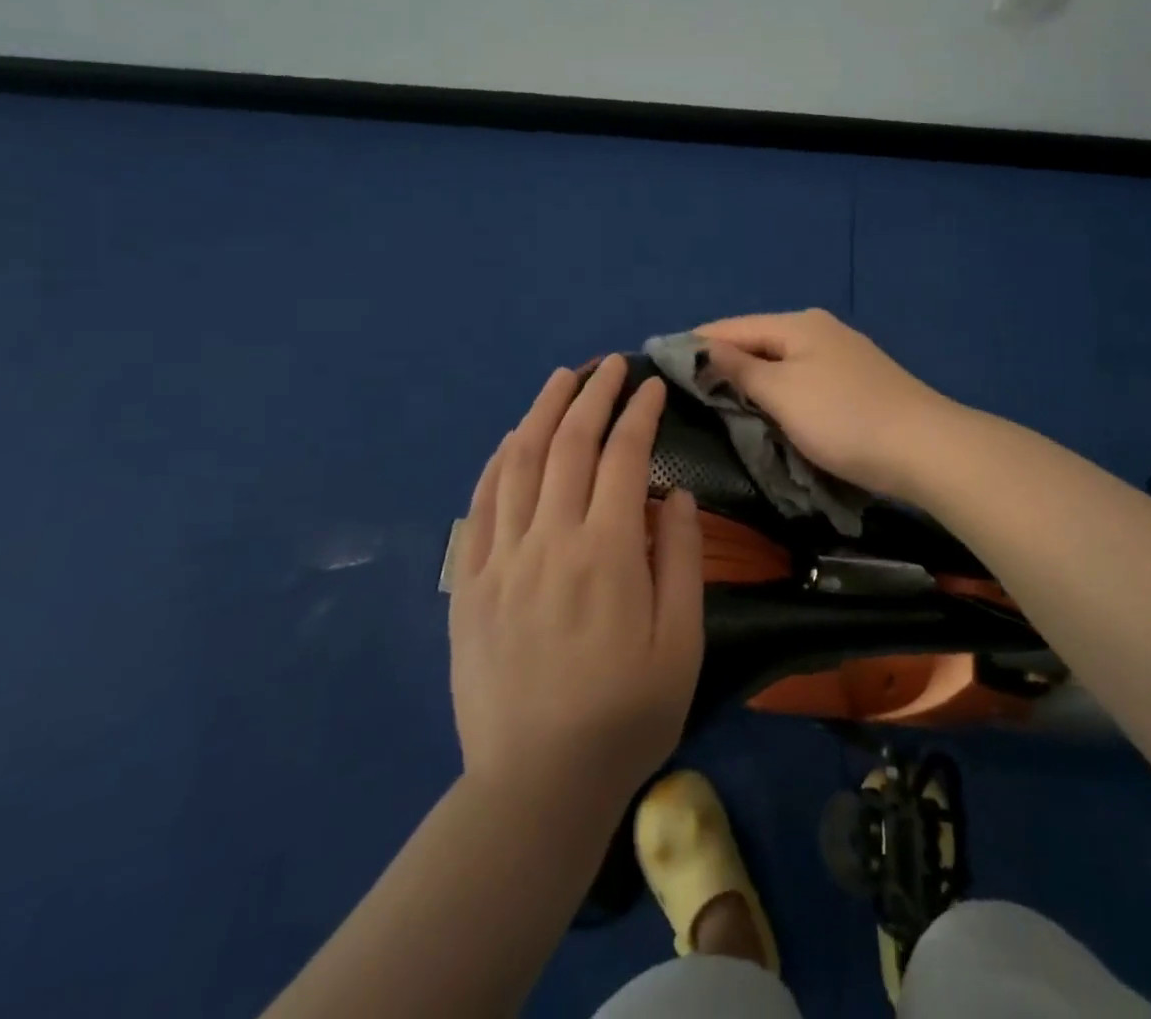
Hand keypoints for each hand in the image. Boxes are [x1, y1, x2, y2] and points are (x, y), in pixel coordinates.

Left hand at [449, 356, 704, 819]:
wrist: (536, 784)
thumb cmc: (625, 715)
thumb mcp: (681, 643)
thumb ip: (679, 558)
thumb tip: (670, 493)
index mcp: (606, 552)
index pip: (623, 456)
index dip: (640, 413)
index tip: (653, 386)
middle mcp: (549, 540)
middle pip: (568, 444)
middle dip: (593, 395)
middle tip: (611, 365)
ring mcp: (501, 558)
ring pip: (519, 462)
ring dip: (541, 412)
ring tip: (561, 378)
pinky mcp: (469, 583)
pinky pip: (480, 504)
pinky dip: (498, 461)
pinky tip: (511, 439)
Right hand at [696, 309, 953, 500]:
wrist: (925, 448)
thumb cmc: (844, 418)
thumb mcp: (782, 392)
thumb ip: (738, 369)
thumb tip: (700, 347)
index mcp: (798, 324)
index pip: (731, 327)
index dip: (694, 344)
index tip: (658, 362)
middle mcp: (819, 330)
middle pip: (756, 341)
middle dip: (721, 363)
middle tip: (683, 390)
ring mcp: (841, 355)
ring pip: (779, 363)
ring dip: (749, 380)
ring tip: (715, 401)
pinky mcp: (855, 382)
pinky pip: (801, 380)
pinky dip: (777, 392)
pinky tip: (765, 409)